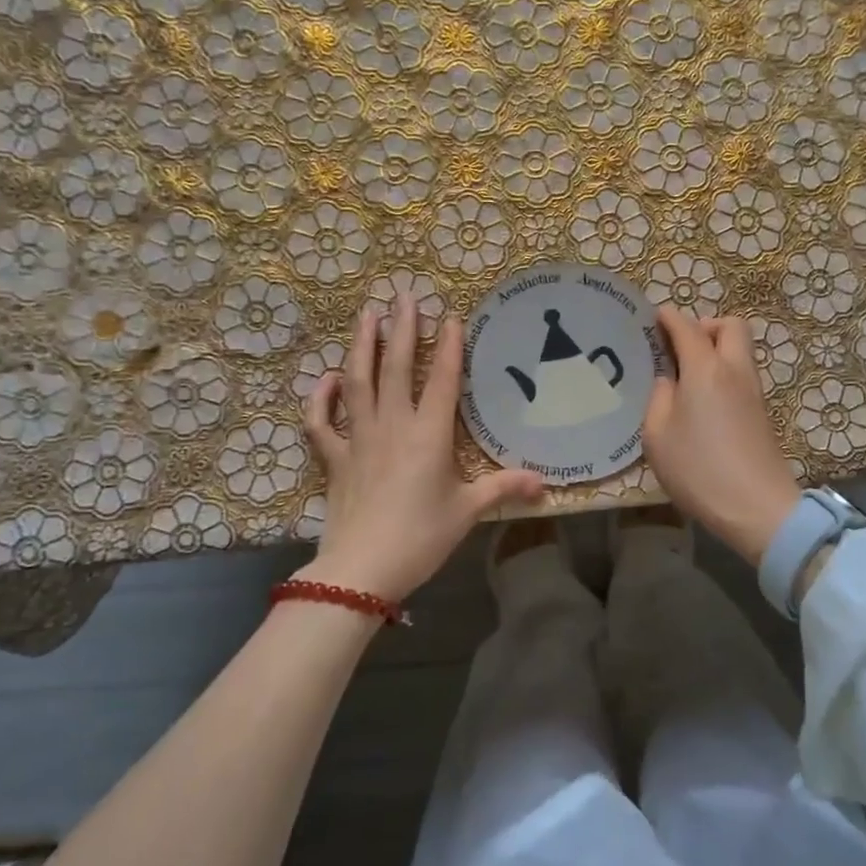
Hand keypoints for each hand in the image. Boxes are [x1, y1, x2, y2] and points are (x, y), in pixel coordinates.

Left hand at [301, 297, 545, 603]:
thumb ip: (504, 488)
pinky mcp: (334, 458)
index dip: (447, 346)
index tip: (450, 316)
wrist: (362, 569)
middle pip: (395, 366)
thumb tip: (545, 484)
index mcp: (429, 434)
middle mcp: (392, 425)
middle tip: (403, 296)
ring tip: (366, 315)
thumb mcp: (468, 511)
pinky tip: (327, 378)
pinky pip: (321, 421)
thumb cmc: (421, 536)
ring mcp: (358, 438)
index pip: (441, 379)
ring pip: (357, 381)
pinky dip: (320, 398)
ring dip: (361, 345)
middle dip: (402, 328)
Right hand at [641, 308, 800, 566]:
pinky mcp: (761, 411)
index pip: (687, 326)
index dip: (668, 317)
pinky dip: (723, 372)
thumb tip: (668, 380)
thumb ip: (659, 398)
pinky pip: (741, 373)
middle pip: (730, 325)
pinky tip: (702, 400)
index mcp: (705, 369)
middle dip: (704, 326)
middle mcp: (734, 370)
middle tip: (679, 348)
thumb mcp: (657, 436)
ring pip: (740, 349)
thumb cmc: (698, 470)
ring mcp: (753, 390)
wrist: (758, 507)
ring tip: (686, 376)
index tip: (653, 319)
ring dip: (716, 349)